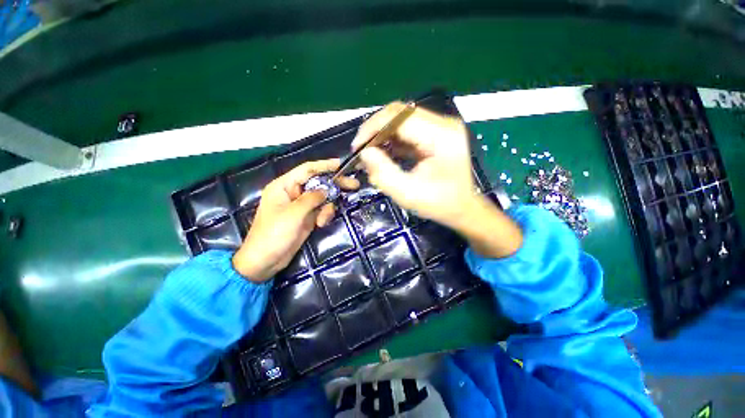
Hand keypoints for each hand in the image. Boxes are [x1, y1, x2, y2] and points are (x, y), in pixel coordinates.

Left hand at [232, 159, 358, 281]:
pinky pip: (321, 210)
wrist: (266, 261)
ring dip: (327, 207)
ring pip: (322, 198)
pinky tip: (320, 224)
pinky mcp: (306, 217)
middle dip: (335, 185)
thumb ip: (312, 198)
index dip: (325, 165)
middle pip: (318, 183)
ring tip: (322, 220)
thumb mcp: (294, 214)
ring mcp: (301, 206)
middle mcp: (293, 193)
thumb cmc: (274, 234)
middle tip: (354, 185)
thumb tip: (327, 189)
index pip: (307, 170)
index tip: (342, 164)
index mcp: (284, 186)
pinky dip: (324, 215)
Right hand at [352, 101, 477, 228]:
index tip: (357, 147)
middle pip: (400, 113)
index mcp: (442, 136)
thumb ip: (384, 173)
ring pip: (401, 120)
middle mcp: (443, 124)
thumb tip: (364, 153)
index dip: (373, 128)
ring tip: (370, 153)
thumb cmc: (440, 204)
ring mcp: (440, 127)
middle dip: (375, 130)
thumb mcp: (408, 194)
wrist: (463, 208)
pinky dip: (391, 139)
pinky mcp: (435, 134)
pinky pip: (407, 130)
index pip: (400, 117)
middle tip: (361, 150)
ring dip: (382, 134)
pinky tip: (383, 153)